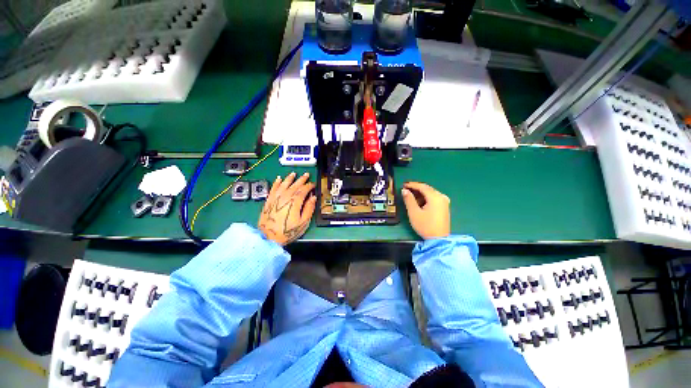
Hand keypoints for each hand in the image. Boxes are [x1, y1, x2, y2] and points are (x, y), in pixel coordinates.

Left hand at [259, 172, 316, 245]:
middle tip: (306, 175)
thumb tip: (313, 198)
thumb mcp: (303, 222)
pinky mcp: (269, 200)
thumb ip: (309, 209)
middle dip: (301, 179)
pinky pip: (273, 188)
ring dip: (289, 178)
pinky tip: (278, 179)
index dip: (309, 186)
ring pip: (284, 184)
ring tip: (293, 174)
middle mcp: (285, 197)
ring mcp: (276, 198)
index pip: (304, 190)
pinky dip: (276, 183)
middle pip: (294, 185)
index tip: (313, 184)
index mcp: (295, 202)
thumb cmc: (287, 231)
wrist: (268, 237)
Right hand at [401, 182, 449, 239]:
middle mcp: (441, 197)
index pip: (422, 186)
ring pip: (430, 193)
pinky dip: (425, 198)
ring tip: (410, 196)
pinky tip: (419, 202)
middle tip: (405, 189)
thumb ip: (409, 199)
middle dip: (416, 188)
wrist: (439, 240)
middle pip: (427, 189)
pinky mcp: (444, 207)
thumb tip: (404, 190)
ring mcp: (444, 202)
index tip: (403, 185)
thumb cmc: (425, 226)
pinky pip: (433, 198)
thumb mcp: (414, 212)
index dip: (412, 185)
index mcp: (435, 197)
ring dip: (420, 194)